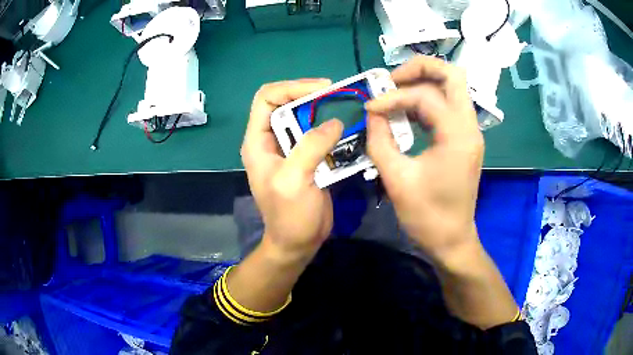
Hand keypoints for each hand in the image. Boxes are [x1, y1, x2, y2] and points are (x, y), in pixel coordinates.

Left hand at [241, 79, 343, 262]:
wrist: (298, 242)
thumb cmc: (289, 216)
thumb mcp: (293, 180)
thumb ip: (310, 147)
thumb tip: (334, 122)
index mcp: (258, 141)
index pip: (267, 98)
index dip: (291, 87)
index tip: (322, 89)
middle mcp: (272, 139)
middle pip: (287, 102)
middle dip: (312, 95)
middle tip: (339, 95)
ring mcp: (290, 148)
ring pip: (305, 117)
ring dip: (325, 110)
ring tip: (347, 108)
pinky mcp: (307, 157)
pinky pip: (318, 134)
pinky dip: (333, 128)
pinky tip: (349, 129)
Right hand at [365, 56, 483, 263]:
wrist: (452, 240)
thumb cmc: (427, 216)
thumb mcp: (397, 179)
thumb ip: (380, 140)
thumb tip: (373, 113)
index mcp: (457, 135)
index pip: (425, 96)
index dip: (393, 97)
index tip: (370, 110)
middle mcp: (469, 126)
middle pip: (452, 75)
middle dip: (419, 69)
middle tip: (391, 81)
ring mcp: (469, 132)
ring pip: (451, 87)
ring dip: (422, 83)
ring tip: (394, 94)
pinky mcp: (464, 139)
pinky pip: (447, 106)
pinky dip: (427, 101)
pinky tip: (406, 112)